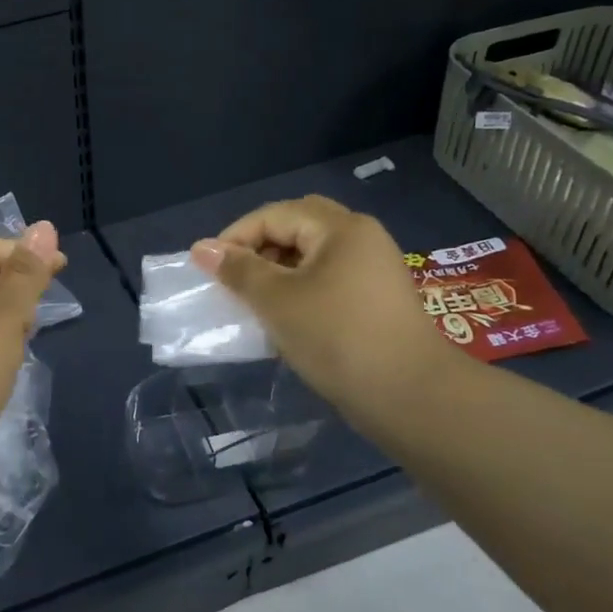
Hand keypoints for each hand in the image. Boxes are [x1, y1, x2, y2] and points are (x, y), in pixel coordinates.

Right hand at [191, 197, 460, 428]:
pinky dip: (300, 288)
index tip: (209, 269)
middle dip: (259, 248)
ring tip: (254, 300)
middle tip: (235, 277)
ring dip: (278, 270)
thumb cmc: (337, 337)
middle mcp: (361, 238)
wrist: (411, 396)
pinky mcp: (376, 299)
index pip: (274, 215)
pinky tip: (285, 317)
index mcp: (340, 228)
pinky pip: (328, 278)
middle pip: (297, 227)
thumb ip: (238, 270)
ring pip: (312, 255)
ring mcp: (373, 269)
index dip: (236, 237)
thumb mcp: (277, 301)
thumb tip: (201, 248)